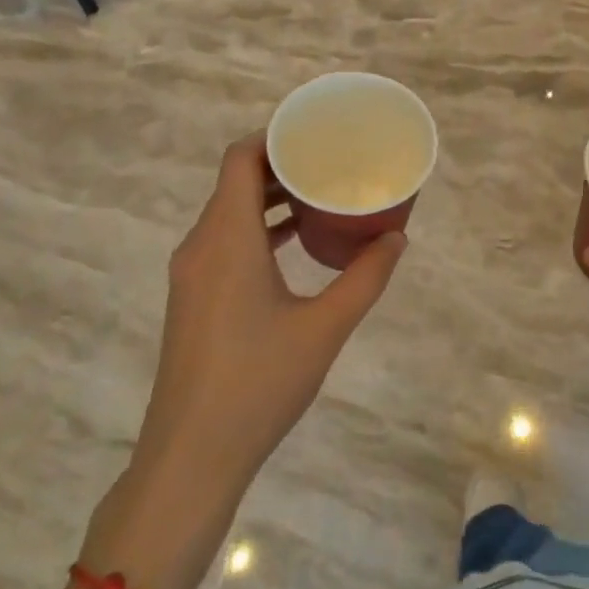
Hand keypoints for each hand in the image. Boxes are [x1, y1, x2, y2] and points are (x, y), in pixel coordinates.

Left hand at [84, 133, 405, 588]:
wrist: (191, 456)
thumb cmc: (259, 383)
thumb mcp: (325, 327)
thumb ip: (365, 277)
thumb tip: (397, 238)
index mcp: (227, 238)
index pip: (240, 158)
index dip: (274, 135)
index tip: (315, 132)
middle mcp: (201, 244)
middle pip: (235, 180)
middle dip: (281, 164)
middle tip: (330, 160)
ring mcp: (191, 273)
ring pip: (228, 212)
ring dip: (269, 198)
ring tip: (318, 195)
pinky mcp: (192, 298)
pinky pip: (224, 241)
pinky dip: (257, 228)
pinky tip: (293, 243)